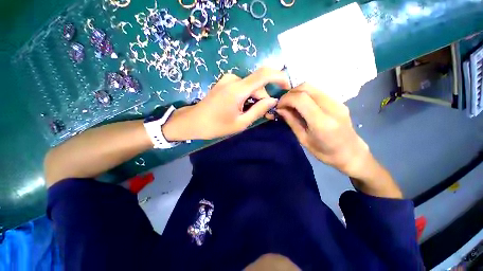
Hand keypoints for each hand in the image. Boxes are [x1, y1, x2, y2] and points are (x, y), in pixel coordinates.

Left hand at [162, 67, 289, 140]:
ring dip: (255, 98)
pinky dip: (247, 96)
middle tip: (267, 113)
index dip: (279, 77)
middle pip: (257, 84)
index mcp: (237, 90)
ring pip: (250, 86)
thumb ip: (258, 110)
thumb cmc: (216, 126)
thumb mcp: (241, 123)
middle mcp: (233, 80)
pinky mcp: (224, 83)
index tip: (287, 86)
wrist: (194, 122)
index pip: (264, 74)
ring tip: (253, 112)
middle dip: (264, 98)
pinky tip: (244, 106)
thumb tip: (273, 101)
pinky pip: (242, 86)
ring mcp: (227, 80)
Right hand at [277, 83, 402, 197]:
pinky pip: (317, 92)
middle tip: (283, 104)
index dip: (286, 99)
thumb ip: (292, 122)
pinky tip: (301, 105)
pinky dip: (305, 95)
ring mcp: (337, 102)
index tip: (278, 106)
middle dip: (290, 93)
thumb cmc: (325, 152)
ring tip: (290, 104)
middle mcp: (331, 107)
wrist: (351, 153)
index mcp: (322, 122)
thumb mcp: (304, 140)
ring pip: (312, 87)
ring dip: (297, 93)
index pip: (301, 99)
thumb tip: (280, 109)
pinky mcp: (338, 101)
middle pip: (306, 87)